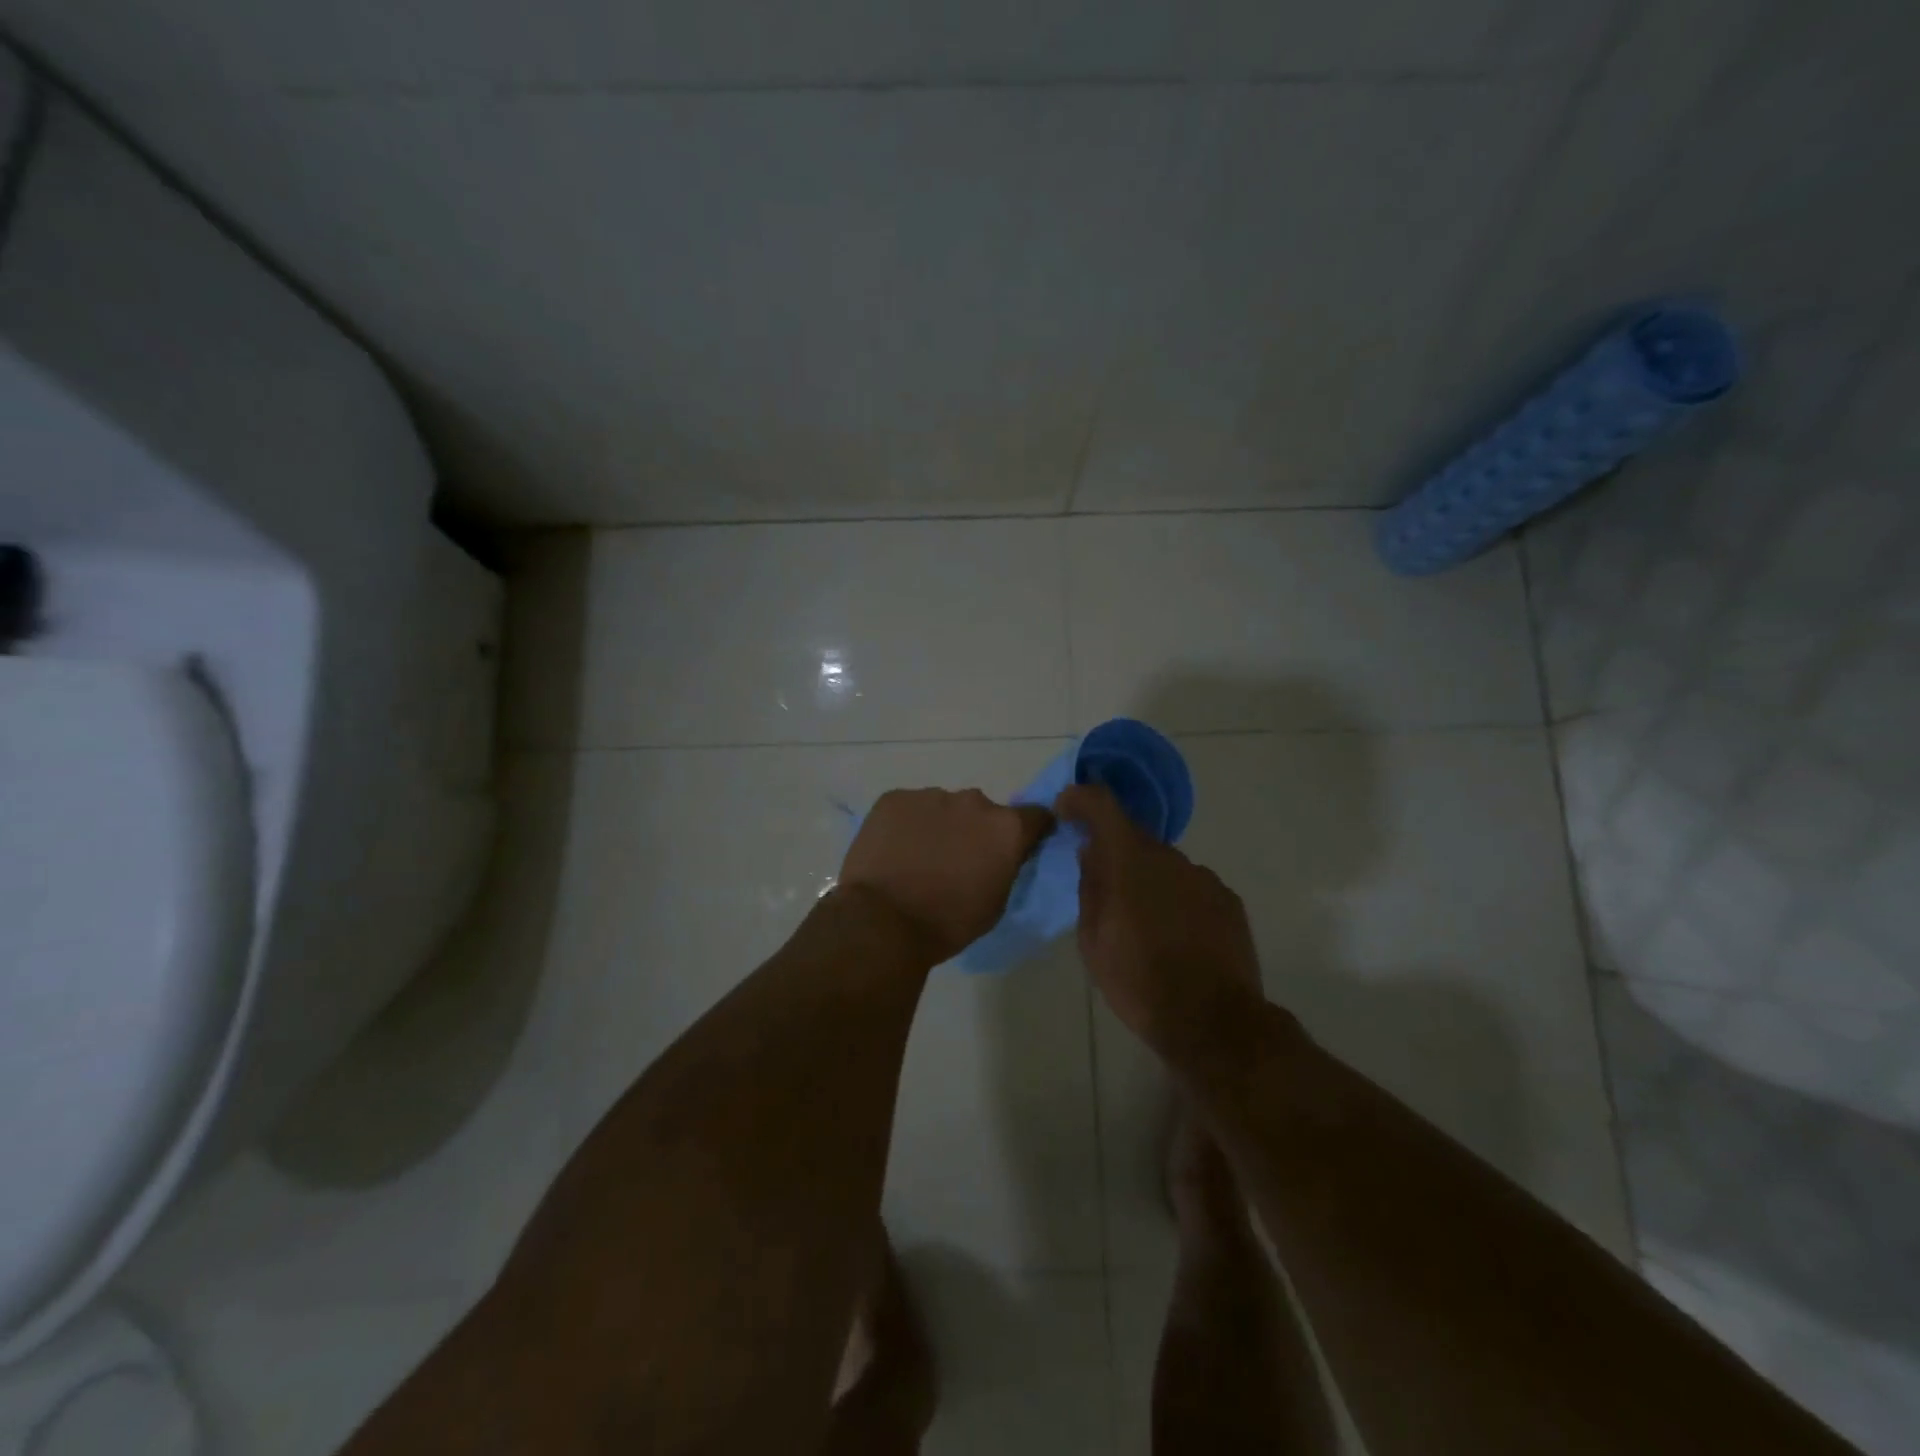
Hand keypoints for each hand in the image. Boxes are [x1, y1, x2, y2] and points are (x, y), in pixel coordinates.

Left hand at [840, 788, 1053, 963]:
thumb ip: (1006, 866)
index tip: (1018, 846)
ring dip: (939, 826)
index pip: (1035, 816)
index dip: (1029, 831)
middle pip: (982, 811)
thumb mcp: (996, 903)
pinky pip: (909, 808)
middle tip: (957, 860)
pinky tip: (894, 851)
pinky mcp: (894, 798)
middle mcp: (973, 801)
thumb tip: (1001, 853)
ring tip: (919, 858)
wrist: (883, 921)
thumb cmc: (948, 922)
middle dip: (975, 830)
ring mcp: (930, 795)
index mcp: (1005, 828)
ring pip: (943, 808)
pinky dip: (907, 825)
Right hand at [1055, 783, 1265, 1061]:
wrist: (1212, 1022)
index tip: (1066, 810)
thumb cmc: (1138, 982)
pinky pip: (1192, 887)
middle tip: (1104, 891)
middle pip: (1134, 839)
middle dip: (1115, 855)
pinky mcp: (1228, 900)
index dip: (1080, 799)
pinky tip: (1177, 937)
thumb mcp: (1093, 941)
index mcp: (1129, 860)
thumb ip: (1090, 888)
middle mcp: (1169, 857)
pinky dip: (1177, 900)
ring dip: (1149, 882)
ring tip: (1145, 926)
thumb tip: (1092, 854)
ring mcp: (1204, 877)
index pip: (1101, 804)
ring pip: (1165, 866)